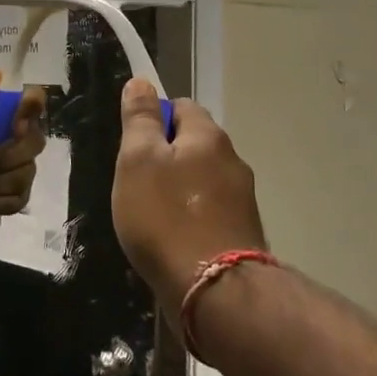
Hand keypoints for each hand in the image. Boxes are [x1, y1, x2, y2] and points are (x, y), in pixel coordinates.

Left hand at [0, 73, 47, 223]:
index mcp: (1, 119)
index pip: (33, 104)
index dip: (32, 110)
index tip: (16, 123)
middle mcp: (16, 141)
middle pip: (35, 143)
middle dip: (3, 156)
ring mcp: (18, 170)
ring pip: (24, 174)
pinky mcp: (14, 197)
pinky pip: (18, 199)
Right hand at [113, 78, 267, 320]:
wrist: (215, 293)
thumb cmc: (166, 218)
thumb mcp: (138, 160)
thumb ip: (140, 120)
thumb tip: (142, 82)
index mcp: (208, 136)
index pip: (181, 106)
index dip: (154, 119)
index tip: (133, 148)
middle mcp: (233, 160)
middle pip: (194, 143)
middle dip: (166, 157)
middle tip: (137, 184)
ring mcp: (242, 199)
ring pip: (203, 179)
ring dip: (180, 189)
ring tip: (153, 217)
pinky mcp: (243, 233)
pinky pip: (211, 211)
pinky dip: (192, 217)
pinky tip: (174, 239)